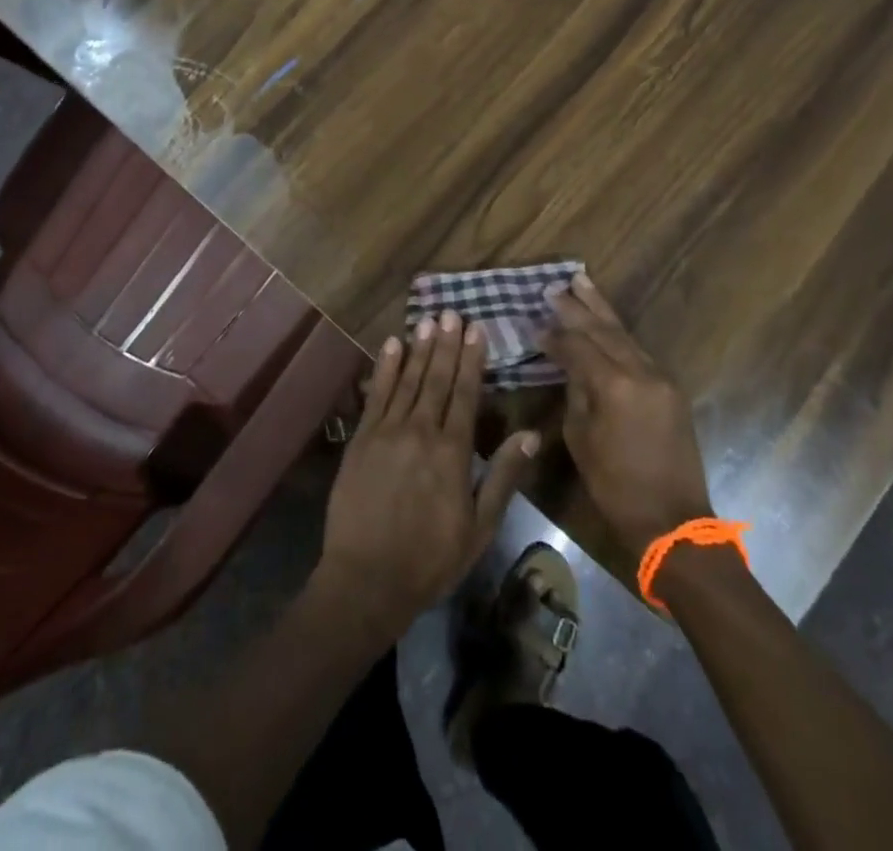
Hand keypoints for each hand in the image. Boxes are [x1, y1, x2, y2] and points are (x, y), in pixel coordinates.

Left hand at [314, 311, 538, 640]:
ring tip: (428, 319)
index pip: (466, 393)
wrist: (366, 579)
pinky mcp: (361, 438)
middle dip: (446, 344)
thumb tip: (531, 434)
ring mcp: (387, 431)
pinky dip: (384, 368)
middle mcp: (420, 431)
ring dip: (419, 348)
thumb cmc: (431, 558)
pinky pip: (376, 395)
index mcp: (452, 451)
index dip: (472, 359)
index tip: (477, 329)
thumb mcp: (479, 527)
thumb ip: (503, 476)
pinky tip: (391, 345)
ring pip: (407, 380)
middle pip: (436, 379)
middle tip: (452, 313)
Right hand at [543, 274, 712, 553]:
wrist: (672, 520)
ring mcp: (661, 378)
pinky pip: (638, 351)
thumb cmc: (616, 486)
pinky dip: (618, 334)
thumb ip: (576, 393)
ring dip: (601, 310)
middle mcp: (641, 372)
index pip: (578, 346)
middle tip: (555, 287)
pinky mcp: (671, 388)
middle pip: (604, 329)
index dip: (554, 335)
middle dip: (577, 307)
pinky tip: (605, 322)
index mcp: (614, 385)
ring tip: (582, 282)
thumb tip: (571, 366)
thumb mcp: (581, 438)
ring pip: (625, 334)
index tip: (534, 326)